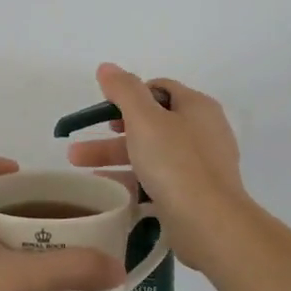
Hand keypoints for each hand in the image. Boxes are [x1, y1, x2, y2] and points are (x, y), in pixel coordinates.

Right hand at [66, 64, 245, 267]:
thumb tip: (107, 67)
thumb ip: (124, 90)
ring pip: (151, 153)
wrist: (210, 223)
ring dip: (115, 158)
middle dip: (111, 133)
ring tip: (81, 170)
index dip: (129, 95)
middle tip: (79, 147)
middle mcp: (203, 131)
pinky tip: (109, 192)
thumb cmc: (176, 163)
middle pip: (151, 123)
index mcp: (197, 107)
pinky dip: (133, 181)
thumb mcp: (144, 119)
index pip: (159, 89)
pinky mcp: (196, 194)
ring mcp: (201, 165)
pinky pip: (159, 180)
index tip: (103, 113)